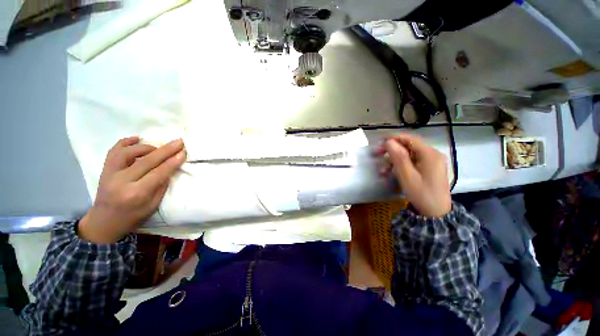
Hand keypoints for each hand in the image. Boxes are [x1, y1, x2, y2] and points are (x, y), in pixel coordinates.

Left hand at [78, 137, 185, 243]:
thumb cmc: (133, 216)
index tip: (183, 152)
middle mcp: (121, 181)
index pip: (158, 173)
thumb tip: (170, 168)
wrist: (104, 221)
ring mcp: (110, 174)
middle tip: (178, 142)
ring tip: (157, 148)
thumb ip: (161, 186)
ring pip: (128, 153)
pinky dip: (125, 142)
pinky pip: (113, 152)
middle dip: (165, 150)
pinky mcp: (104, 170)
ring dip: (146, 147)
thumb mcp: (153, 205)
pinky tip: (136, 138)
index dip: (172, 162)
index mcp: (136, 194)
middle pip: (146, 161)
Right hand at [378, 134, 451, 217]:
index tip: (379, 142)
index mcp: (429, 154)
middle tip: (377, 155)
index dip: (393, 138)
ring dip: (394, 160)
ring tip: (382, 170)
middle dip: (392, 150)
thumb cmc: (421, 193)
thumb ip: (398, 157)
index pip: (409, 139)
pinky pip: (412, 162)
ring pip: (409, 155)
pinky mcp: (429, 169)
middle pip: (409, 146)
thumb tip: (389, 142)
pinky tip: (391, 173)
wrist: (436, 212)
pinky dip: (401, 166)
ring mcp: (431, 162)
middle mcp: (432, 154)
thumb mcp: (407, 176)